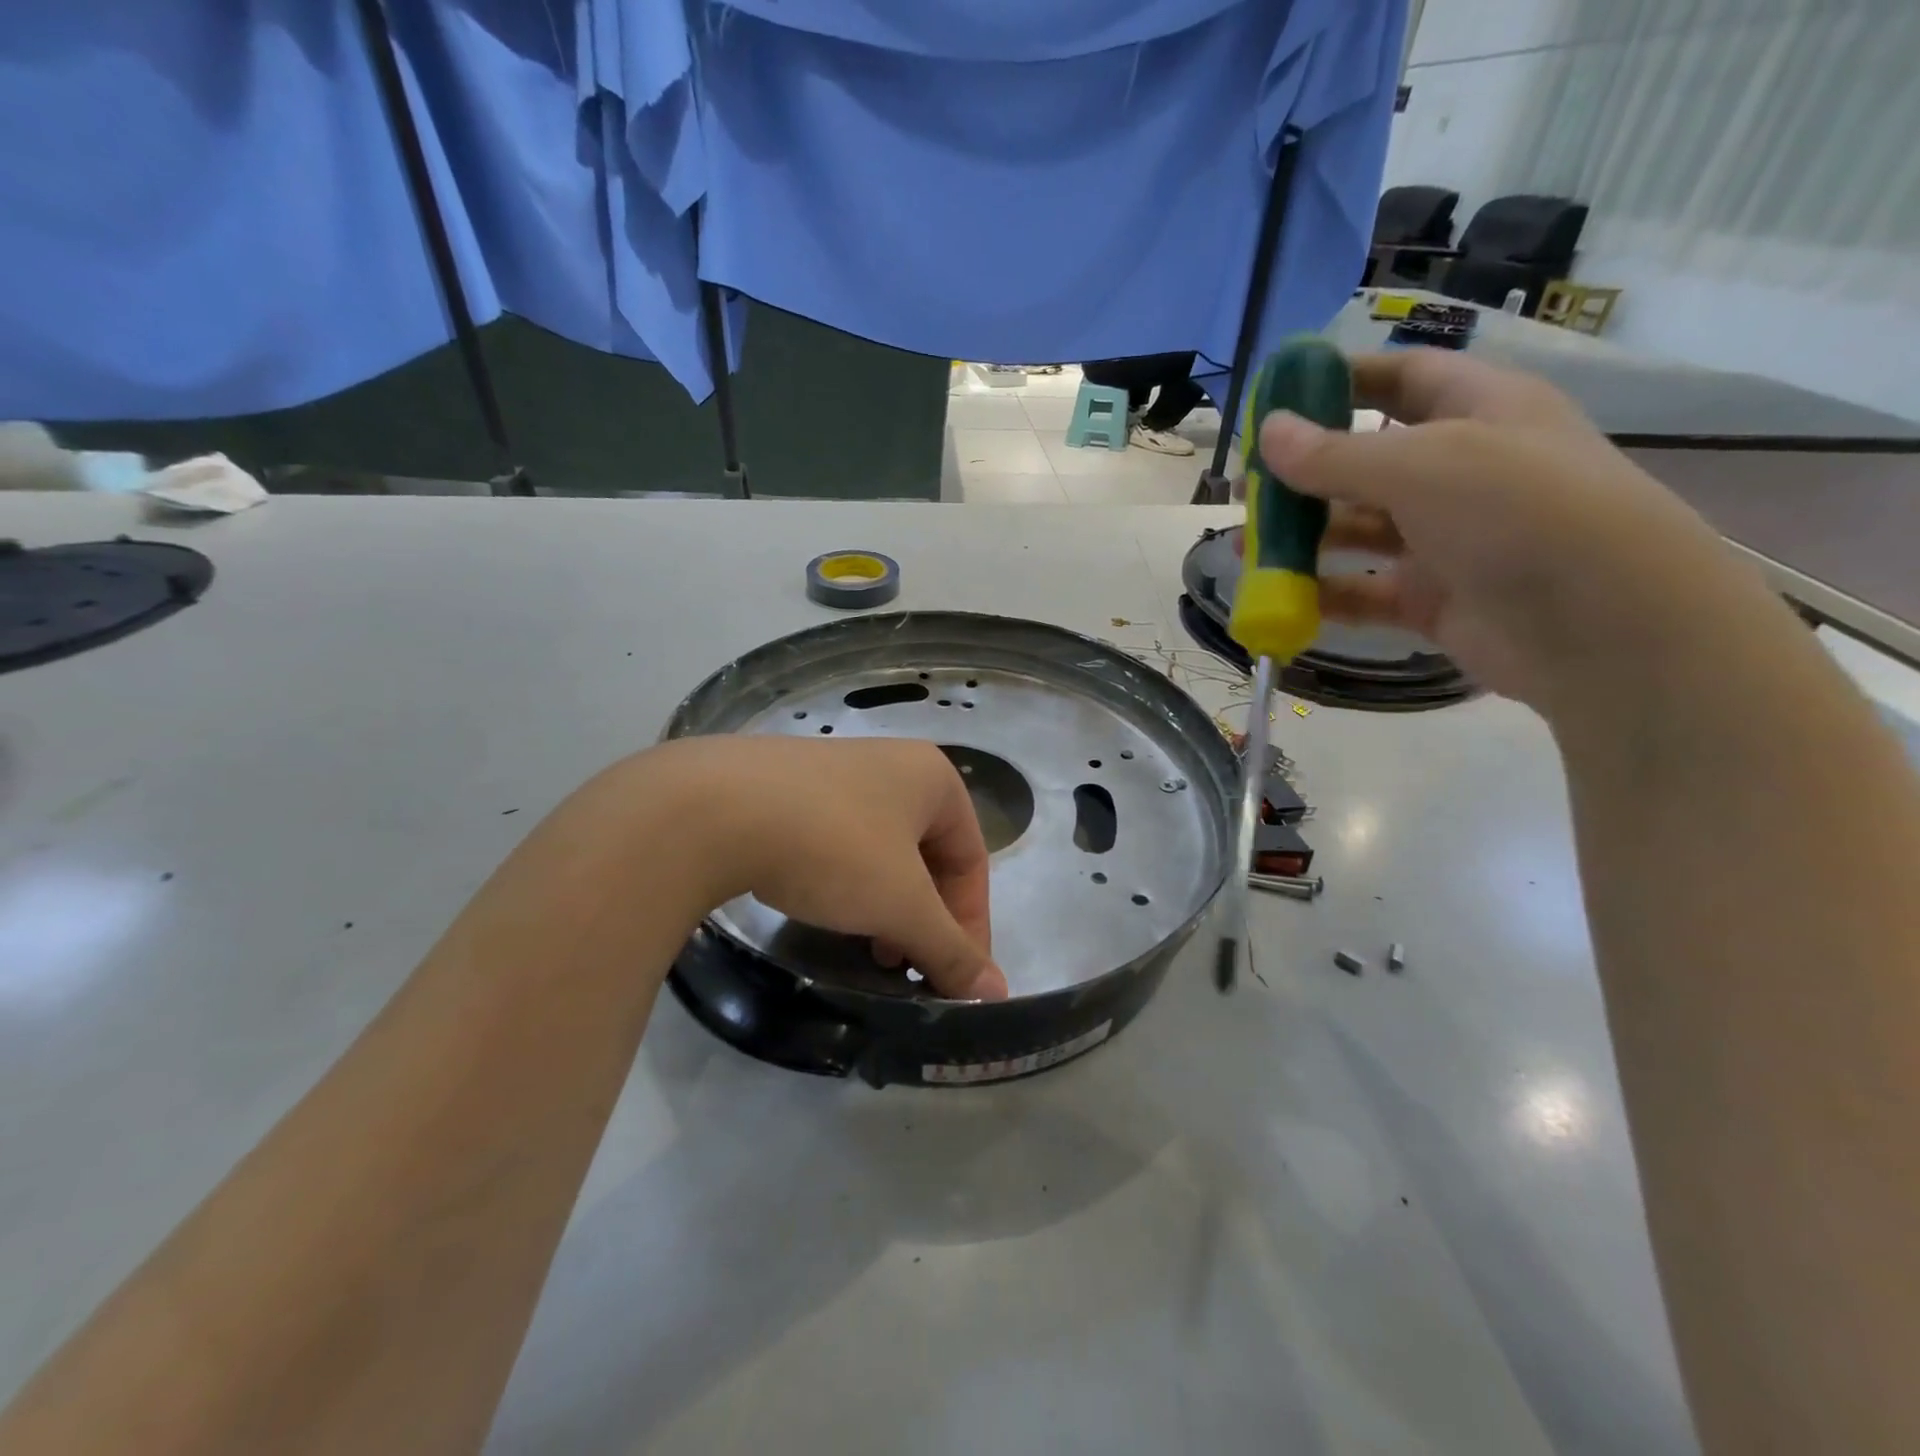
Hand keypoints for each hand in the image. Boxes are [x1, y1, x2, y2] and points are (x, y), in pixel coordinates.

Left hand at [661, 736, 1006, 1000]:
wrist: (713, 808)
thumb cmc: (832, 847)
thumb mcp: (900, 904)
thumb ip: (950, 949)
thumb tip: (998, 992)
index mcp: (933, 778)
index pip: (972, 861)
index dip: (970, 926)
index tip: (956, 980)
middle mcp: (892, 764)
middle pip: (928, 857)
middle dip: (923, 918)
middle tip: (905, 966)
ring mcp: (838, 771)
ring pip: (883, 852)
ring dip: (886, 906)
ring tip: (867, 948)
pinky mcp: (791, 787)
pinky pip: (840, 841)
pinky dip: (847, 883)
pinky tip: (824, 910)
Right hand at [1256, 349, 1744, 711]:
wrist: (1606, 627)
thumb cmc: (1520, 513)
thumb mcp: (1422, 467)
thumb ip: (1335, 455)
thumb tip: (1267, 433)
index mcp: (1478, 411)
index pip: (1401, 378)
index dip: (1340, 381)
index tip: (1277, 398)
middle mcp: (1461, 470)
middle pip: (1366, 461)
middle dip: (1305, 475)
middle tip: (1246, 491)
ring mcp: (1446, 539)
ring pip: (1359, 530)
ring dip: (1304, 538)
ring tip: (1245, 550)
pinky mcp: (1433, 598)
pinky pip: (1365, 590)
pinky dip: (1325, 593)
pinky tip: (1282, 599)